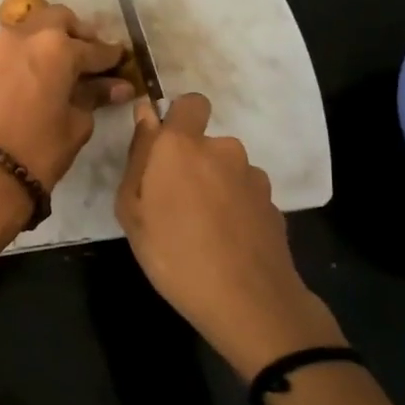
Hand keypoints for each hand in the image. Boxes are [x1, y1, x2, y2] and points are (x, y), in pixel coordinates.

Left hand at [0, 1, 132, 189]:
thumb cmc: (41, 148)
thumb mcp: (77, 122)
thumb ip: (95, 95)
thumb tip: (118, 86)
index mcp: (56, 46)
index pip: (93, 48)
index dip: (111, 57)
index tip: (122, 62)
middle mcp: (26, 35)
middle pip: (59, 19)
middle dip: (78, 34)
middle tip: (90, 57)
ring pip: (32, 28)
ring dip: (50, 39)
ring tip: (63, 66)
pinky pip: (12, 46)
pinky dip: (28, 52)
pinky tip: (37, 75)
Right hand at [115, 93, 344, 377]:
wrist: (246, 300)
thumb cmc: (172, 254)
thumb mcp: (131, 210)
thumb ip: (138, 156)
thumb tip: (145, 116)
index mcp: (182, 145)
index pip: (190, 103)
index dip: (178, 119)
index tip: (164, 150)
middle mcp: (222, 149)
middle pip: (205, 144)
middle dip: (192, 163)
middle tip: (173, 205)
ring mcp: (253, 177)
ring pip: (227, 170)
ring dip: (215, 187)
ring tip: (201, 229)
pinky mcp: (273, 203)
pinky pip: (245, 195)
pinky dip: (235, 209)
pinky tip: (226, 242)